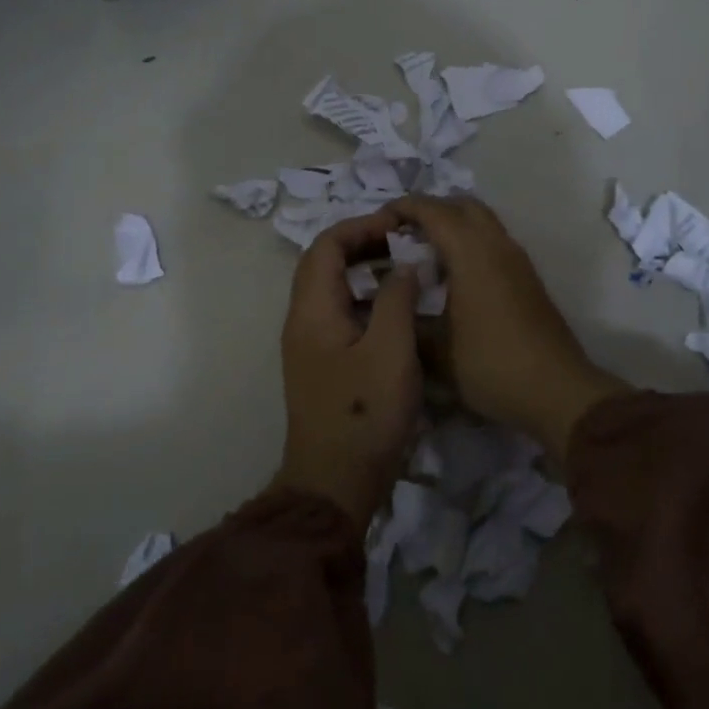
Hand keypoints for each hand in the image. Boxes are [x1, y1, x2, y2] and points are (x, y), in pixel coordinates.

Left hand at [275, 209, 425, 525]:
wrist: (334, 484)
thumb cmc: (363, 414)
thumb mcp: (391, 351)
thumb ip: (398, 298)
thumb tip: (404, 264)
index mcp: (312, 310)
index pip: (325, 246)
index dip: (360, 226)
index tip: (398, 224)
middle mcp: (303, 320)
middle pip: (324, 263)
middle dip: (362, 243)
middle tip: (403, 241)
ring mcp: (310, 344)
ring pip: (333, 288)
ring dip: (365, 270)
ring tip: (404, 267)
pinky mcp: (323, 363)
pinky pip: (341, 313)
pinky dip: (367, 298)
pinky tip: (397, 309)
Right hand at [387, 195, 627, 461]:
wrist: (557, 392)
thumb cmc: (491, 365)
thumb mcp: (436, 351)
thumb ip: (407, 320)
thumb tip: (389, 304)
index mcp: (471, 253)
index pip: (432, 210)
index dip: (403, 207)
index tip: (378, 220)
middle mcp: (496, 245)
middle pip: (462, 205)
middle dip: (430, 209)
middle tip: (403, 232)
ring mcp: (517, 260)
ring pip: (482, 221)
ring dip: (453, 225)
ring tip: (423, 252)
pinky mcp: (528, 277)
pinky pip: (493, 241)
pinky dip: (469, 242)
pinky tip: (453, 276)